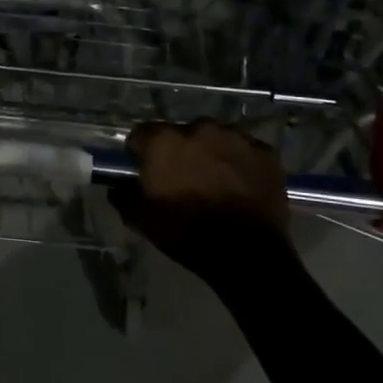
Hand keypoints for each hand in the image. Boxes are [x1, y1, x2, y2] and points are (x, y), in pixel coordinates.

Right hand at [108, 119, 291, 279]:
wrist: (246, 253)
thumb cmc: (187, 232)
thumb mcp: (143, 221)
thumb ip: (124, 198)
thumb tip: (117, 188)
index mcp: (164, 141)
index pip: (142, 133)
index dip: (141, 152)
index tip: (145, 170)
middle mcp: (199, 128)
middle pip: (182, 133)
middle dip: (180, 151)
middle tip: (184, 179)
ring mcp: (236, 137)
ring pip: (216, 139)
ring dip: (212, 154)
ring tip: (215, 182)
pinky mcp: (265, 152)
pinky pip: (246, 151)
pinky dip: (241, 163)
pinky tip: (241, 186)